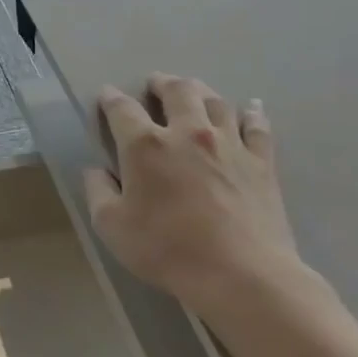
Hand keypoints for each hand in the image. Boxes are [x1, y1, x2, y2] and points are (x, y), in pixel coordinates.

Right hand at [84, 76, 302, 315]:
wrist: (240, 273)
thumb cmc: (166, 250)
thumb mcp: (112, 226)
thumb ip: (98, 192)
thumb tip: (96, 171)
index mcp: (145, 146)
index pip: (122, 110)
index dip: (111, 99)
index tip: (106, 95)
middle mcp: (187, 133)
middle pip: (177, 91)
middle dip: (162, 83)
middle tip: (155, 83)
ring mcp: (229, 144)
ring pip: (216, 102)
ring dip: (200, 91)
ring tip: (193, 90)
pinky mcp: (261, 162)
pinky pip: (256, 126)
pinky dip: (251, 112)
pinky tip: (250, 107)